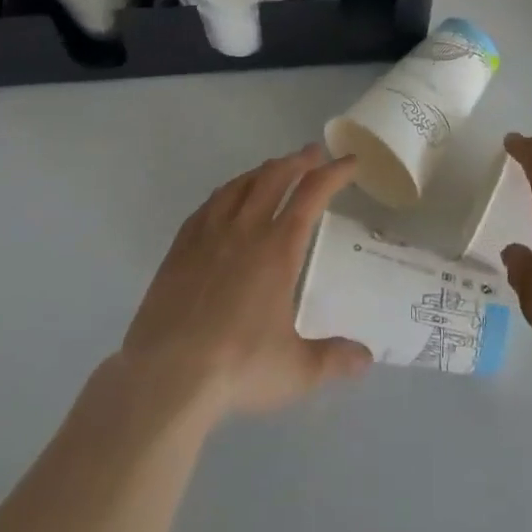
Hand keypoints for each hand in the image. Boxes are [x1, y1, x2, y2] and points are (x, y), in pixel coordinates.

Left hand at [114, 144, 372, 418]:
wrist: (165, 378)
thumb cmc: (236, 368)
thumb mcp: (294, 371)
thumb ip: (333, 360)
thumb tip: (366, 359)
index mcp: (278, 248)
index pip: (312, 194)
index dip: (334, 173)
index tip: (350, 162)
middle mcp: (246, 229)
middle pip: (275, 176)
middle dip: (298, 160)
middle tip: (312, 153)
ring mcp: (209, 234)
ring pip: (240, 185)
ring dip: (263, 171)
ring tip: (273, 169)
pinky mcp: (180, 248)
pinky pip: (208, 205)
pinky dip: (227, 192)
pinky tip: (226, 198)